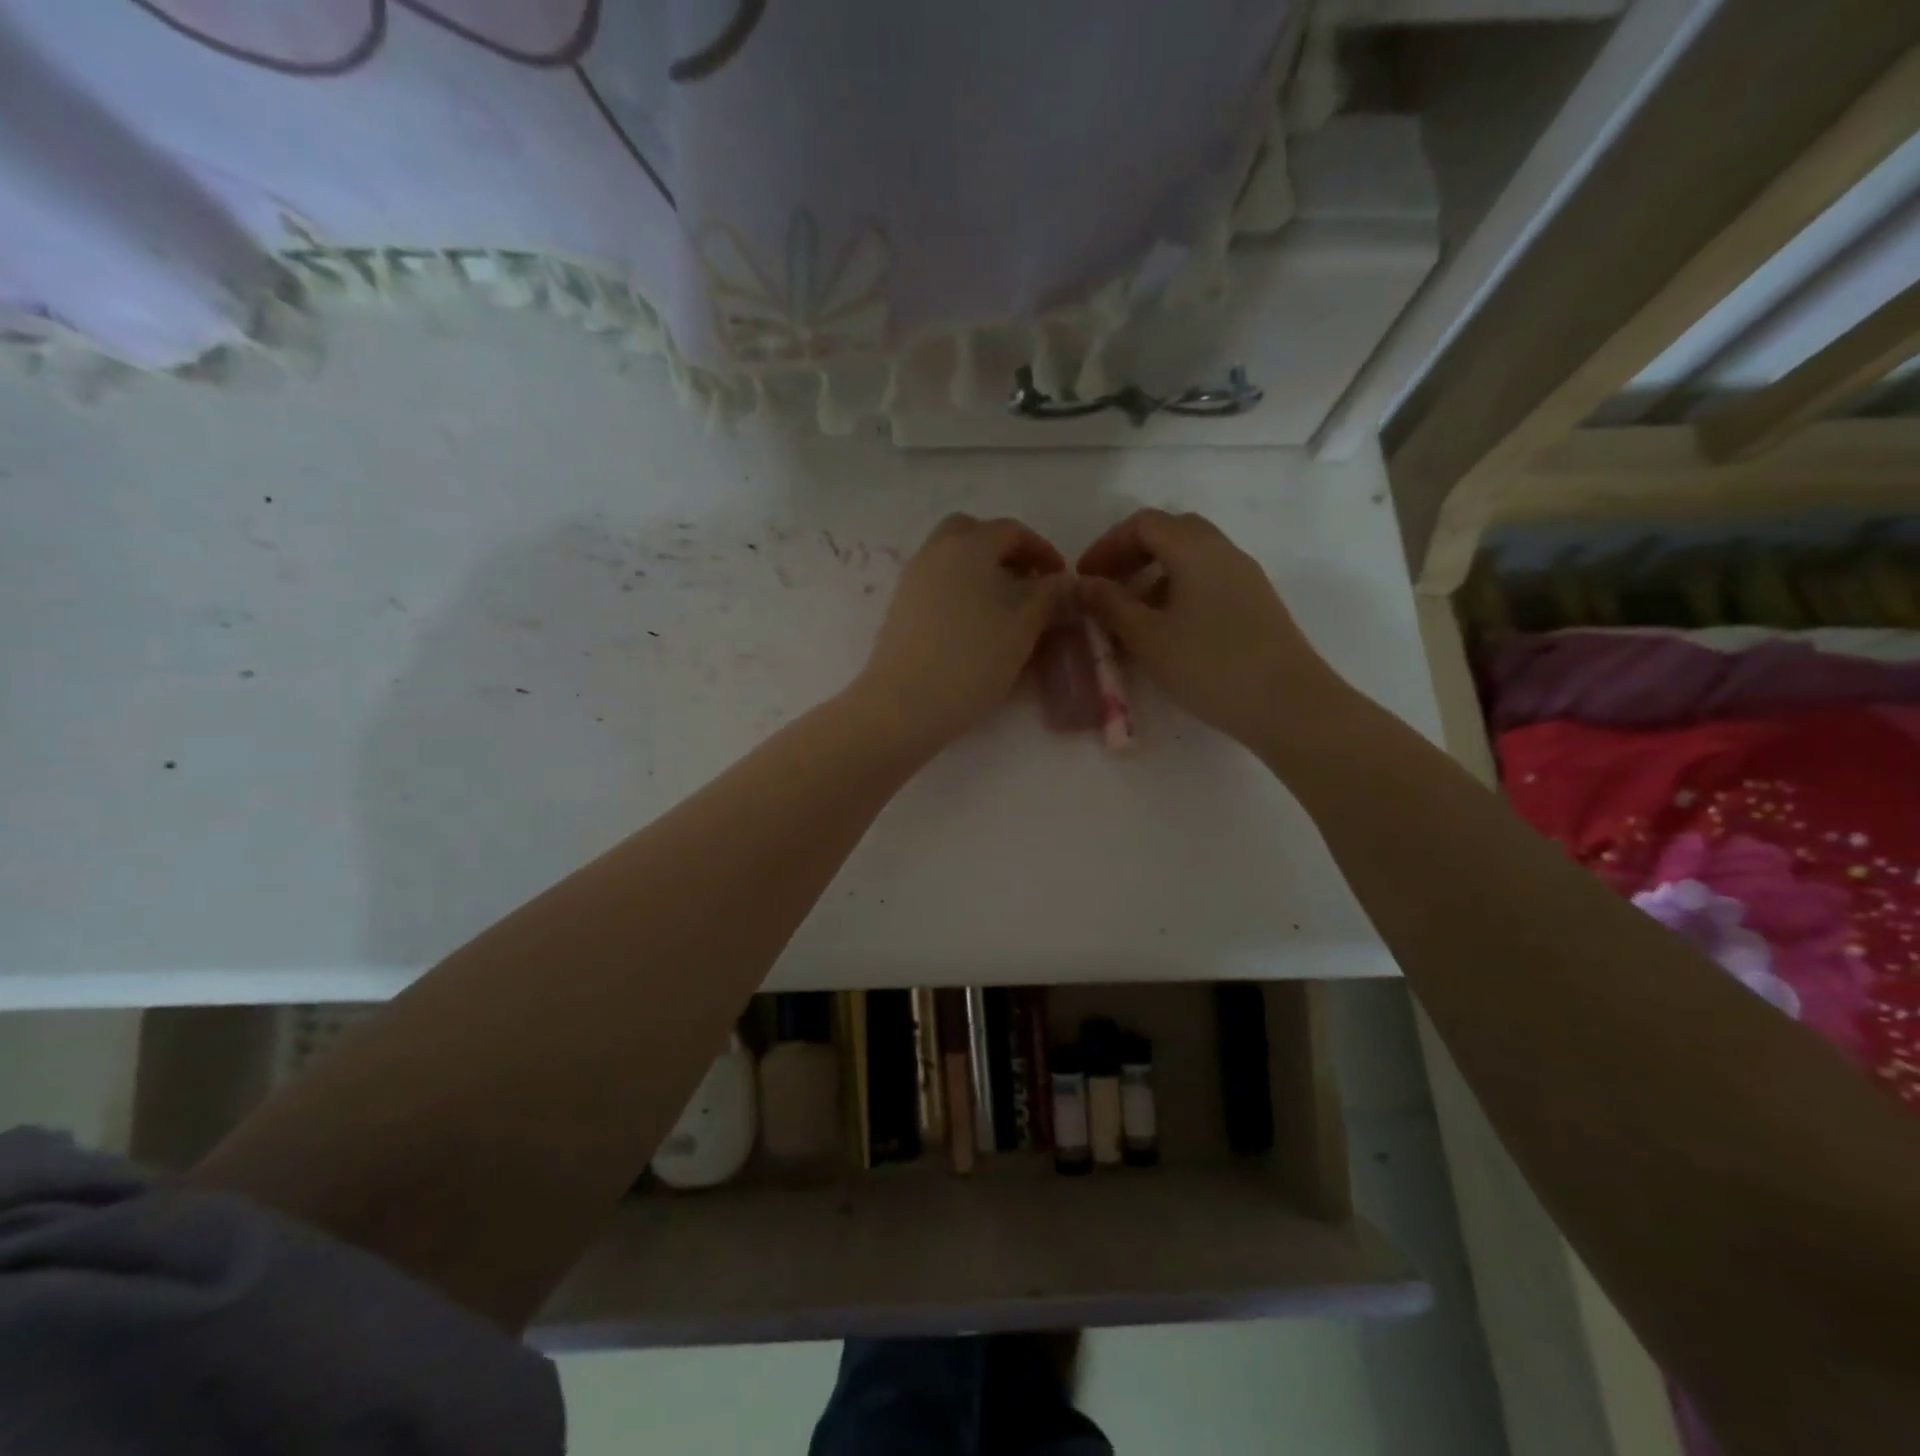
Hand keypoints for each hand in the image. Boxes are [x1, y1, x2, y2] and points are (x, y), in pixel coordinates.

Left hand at [856, 514, 1069, 750]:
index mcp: (968, 545)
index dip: (1042, 550)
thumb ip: (1048, 596)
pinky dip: (959, 590)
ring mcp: (912, 579)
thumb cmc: (973, 660)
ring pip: (951, 558)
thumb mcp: (1024, 627)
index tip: (1060, 579)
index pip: (1011, 530)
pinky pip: (936, 584)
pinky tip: (975, 625)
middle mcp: (934, 552)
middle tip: (1027, 583)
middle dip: (1004, 551)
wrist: (905, 704)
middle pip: (972, 533)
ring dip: (980, 571)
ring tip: (1004, 608)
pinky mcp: (900, 608)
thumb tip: (1060, 581)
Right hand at [1076, 509, 1350, 753]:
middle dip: (1132, 555)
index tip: (1085, 578)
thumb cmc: (1210, 667)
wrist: (1289, 704)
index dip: (1107, 545)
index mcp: (1196, 550)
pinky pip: (1208, 580)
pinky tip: (1167, 630)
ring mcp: (1245, 576)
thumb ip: (1110, 605)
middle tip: (1107, 588)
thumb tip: (1081, 584)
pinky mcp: (1256, 602)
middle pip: (1171, 533)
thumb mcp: (1149, 638)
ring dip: (1154, 575)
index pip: (1144, 523)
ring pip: (1191, 557)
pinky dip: (1178, 591)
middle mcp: (1224, 552)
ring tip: (1131, 615)